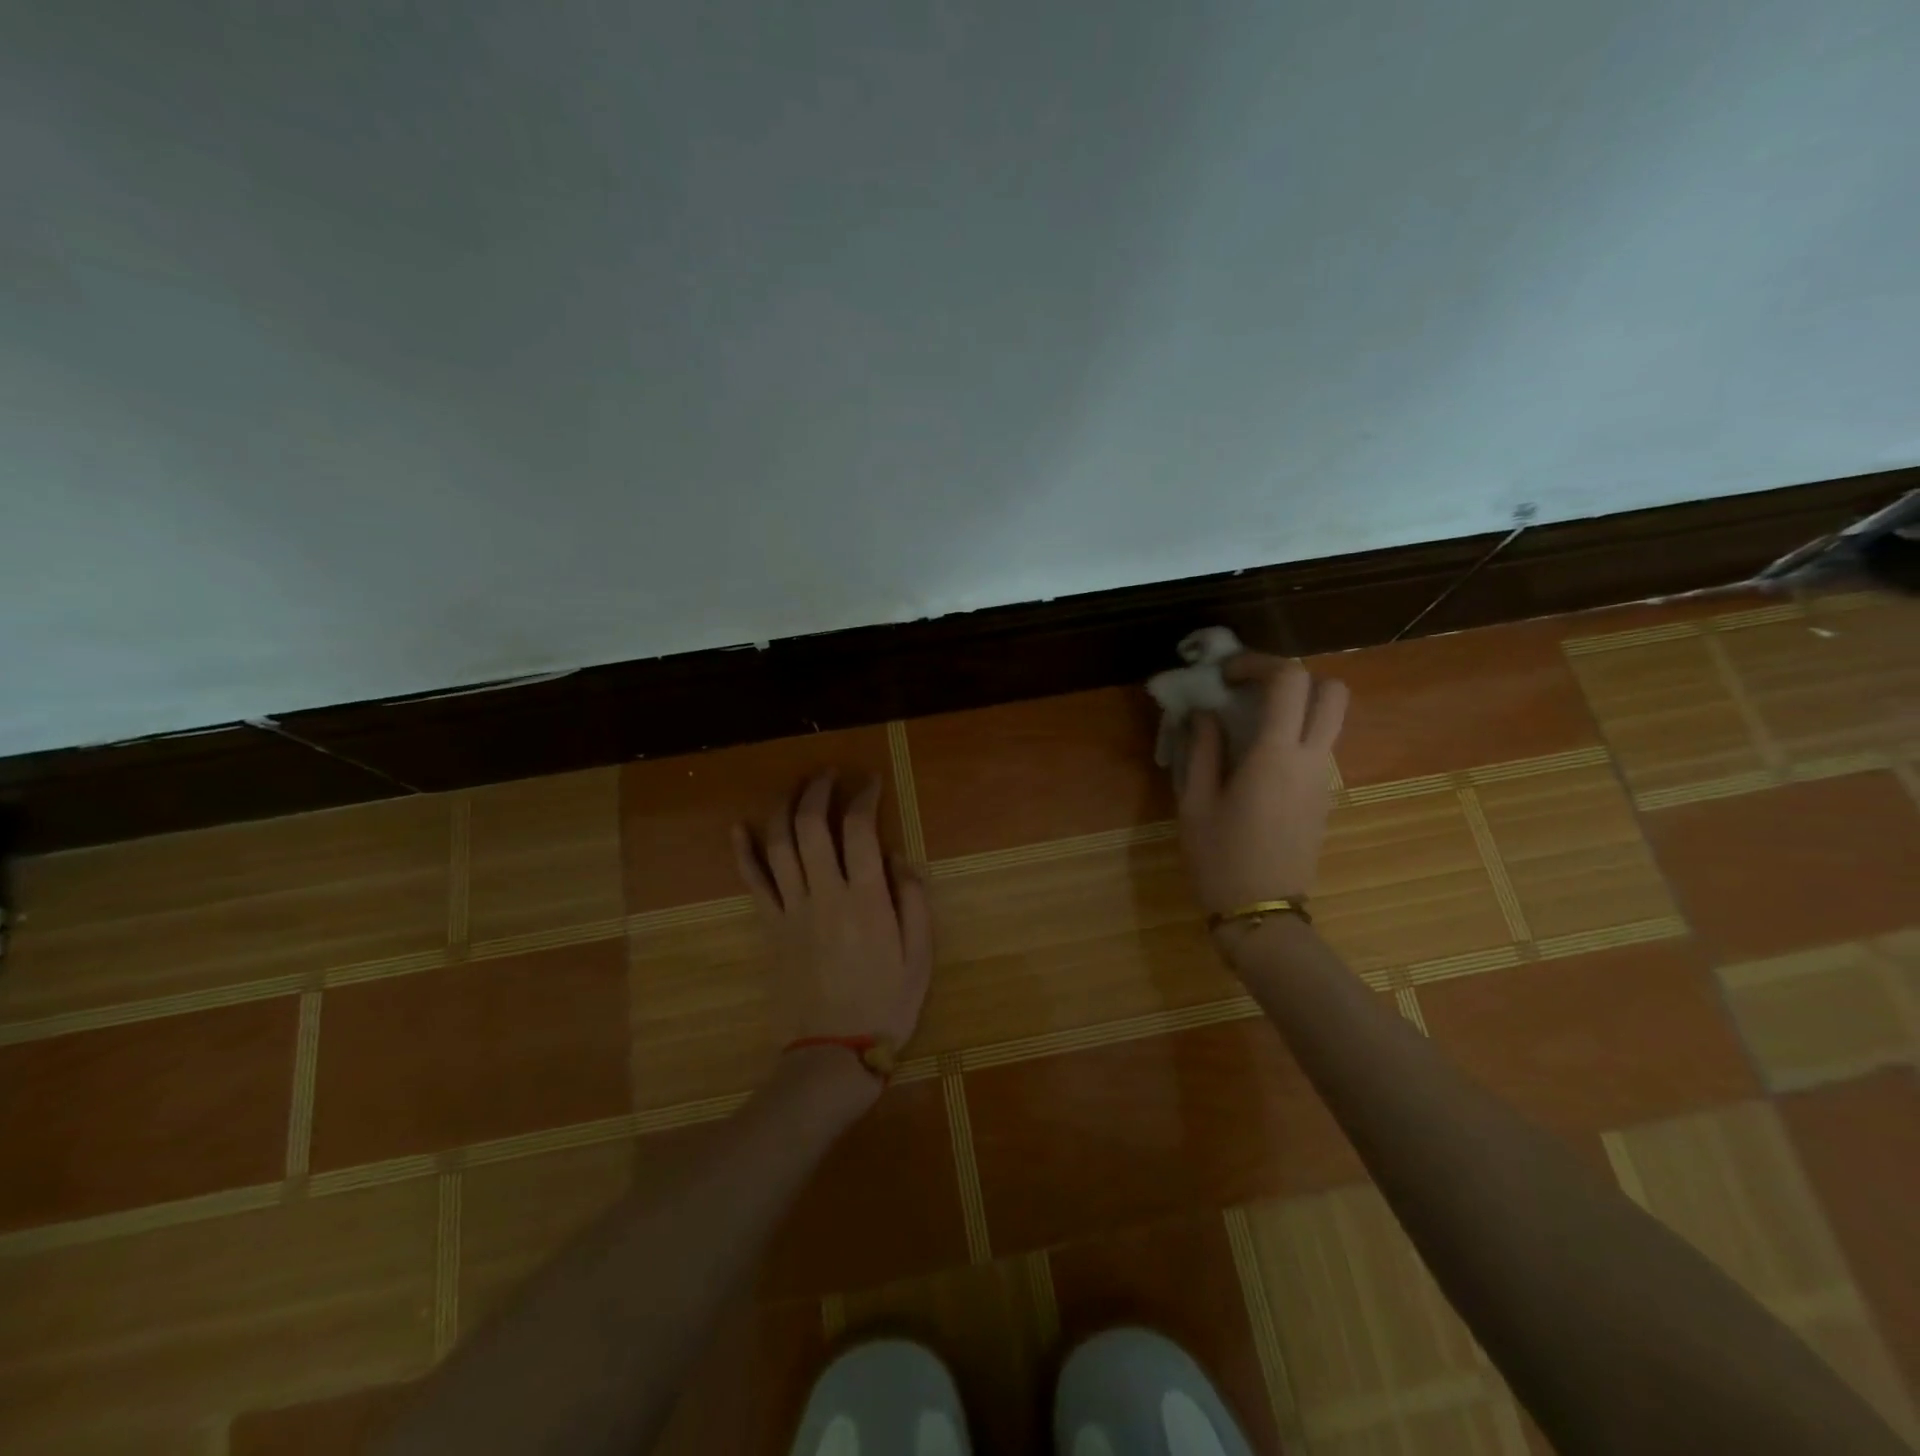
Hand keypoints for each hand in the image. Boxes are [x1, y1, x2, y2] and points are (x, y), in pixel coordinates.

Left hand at [732, 770, 933, 1056]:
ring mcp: (791, 909)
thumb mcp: (920, 956)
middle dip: (819, 790)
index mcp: (866, 899)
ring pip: (779, 844)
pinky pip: (753, 882)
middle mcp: (825, 894)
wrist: (833, 1053)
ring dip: (784, 808)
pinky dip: (743, 852)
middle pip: (811, 826)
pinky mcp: (770, 927)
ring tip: (795, 788)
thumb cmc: (886, 1005)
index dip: (863, 797)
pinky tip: (740, 827)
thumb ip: (913, 901)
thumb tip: (898, 858)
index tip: (870, 783)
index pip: (859, 829)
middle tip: (829, 774)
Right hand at [1177, 655, 1348, 916]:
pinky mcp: (1324, 798)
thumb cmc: (1220, 858)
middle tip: (1253, 689)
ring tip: (1248, 722)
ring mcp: (1324, 780)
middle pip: (1333, 691)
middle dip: (1295, 677)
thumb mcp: (1195, 803)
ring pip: (1329, 720)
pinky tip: (1256, 758)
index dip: (1259, 664)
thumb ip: (1201, 750)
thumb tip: (1204, 714)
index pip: (1290, 681)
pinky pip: (1318, 748)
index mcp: (1276, 755)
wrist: (1262, 914)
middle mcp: (1311, 759)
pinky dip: (1295, 735)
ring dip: (1296, 707)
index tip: (1227, 675)